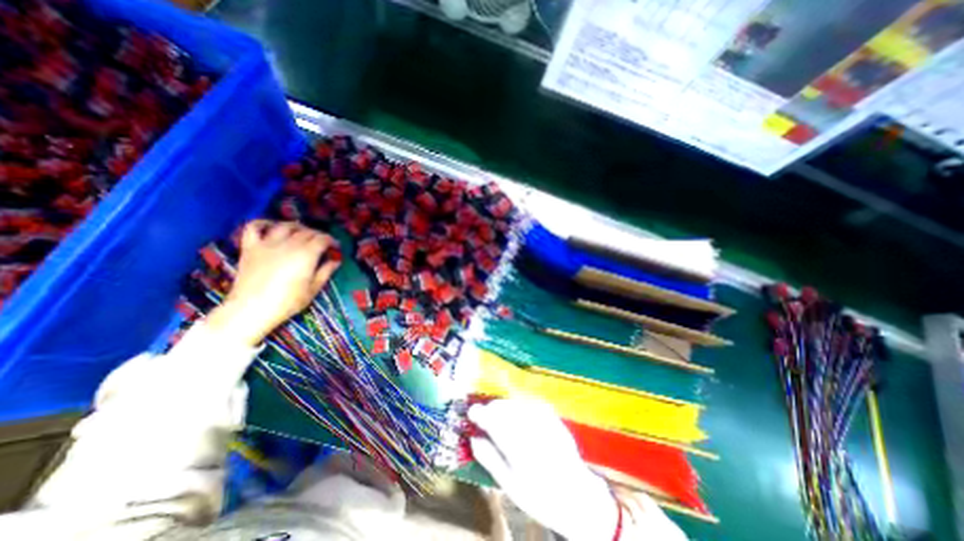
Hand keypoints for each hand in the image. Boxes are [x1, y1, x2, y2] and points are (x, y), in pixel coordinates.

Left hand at [205, 219, 339, 345]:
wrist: (251, 310)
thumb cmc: (287, 302)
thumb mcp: (313, 289)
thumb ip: (326, 272)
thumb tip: (336, 261)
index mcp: (307, 254)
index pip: (323, 239)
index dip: (332, 241)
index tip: (336, 247)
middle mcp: (289, 244)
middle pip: (307, 231)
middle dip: (318, 235)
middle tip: (322, 243)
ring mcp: (267, 244)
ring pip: (286, 226)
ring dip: (297, 226)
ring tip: (302, 232)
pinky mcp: (250, 247)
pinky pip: (254, 227)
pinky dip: (264, 223)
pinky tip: (271, 226)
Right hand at [467, 396, 616, 540]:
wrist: (577, 496)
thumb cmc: (540, 495)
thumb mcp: (510, 485)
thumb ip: (489, 459)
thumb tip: (473, 438)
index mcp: (518, 448)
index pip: (493, 421)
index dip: (479, 413)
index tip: (471, 412)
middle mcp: (531, 429)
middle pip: (504, 407)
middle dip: (490, 408)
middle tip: (483, 415)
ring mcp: (544, 420)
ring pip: (515, 402)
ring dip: (503, 406)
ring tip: (498, 415)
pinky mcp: (553, 416)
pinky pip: (530, 403)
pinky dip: (518, 405)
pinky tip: (517, 414)